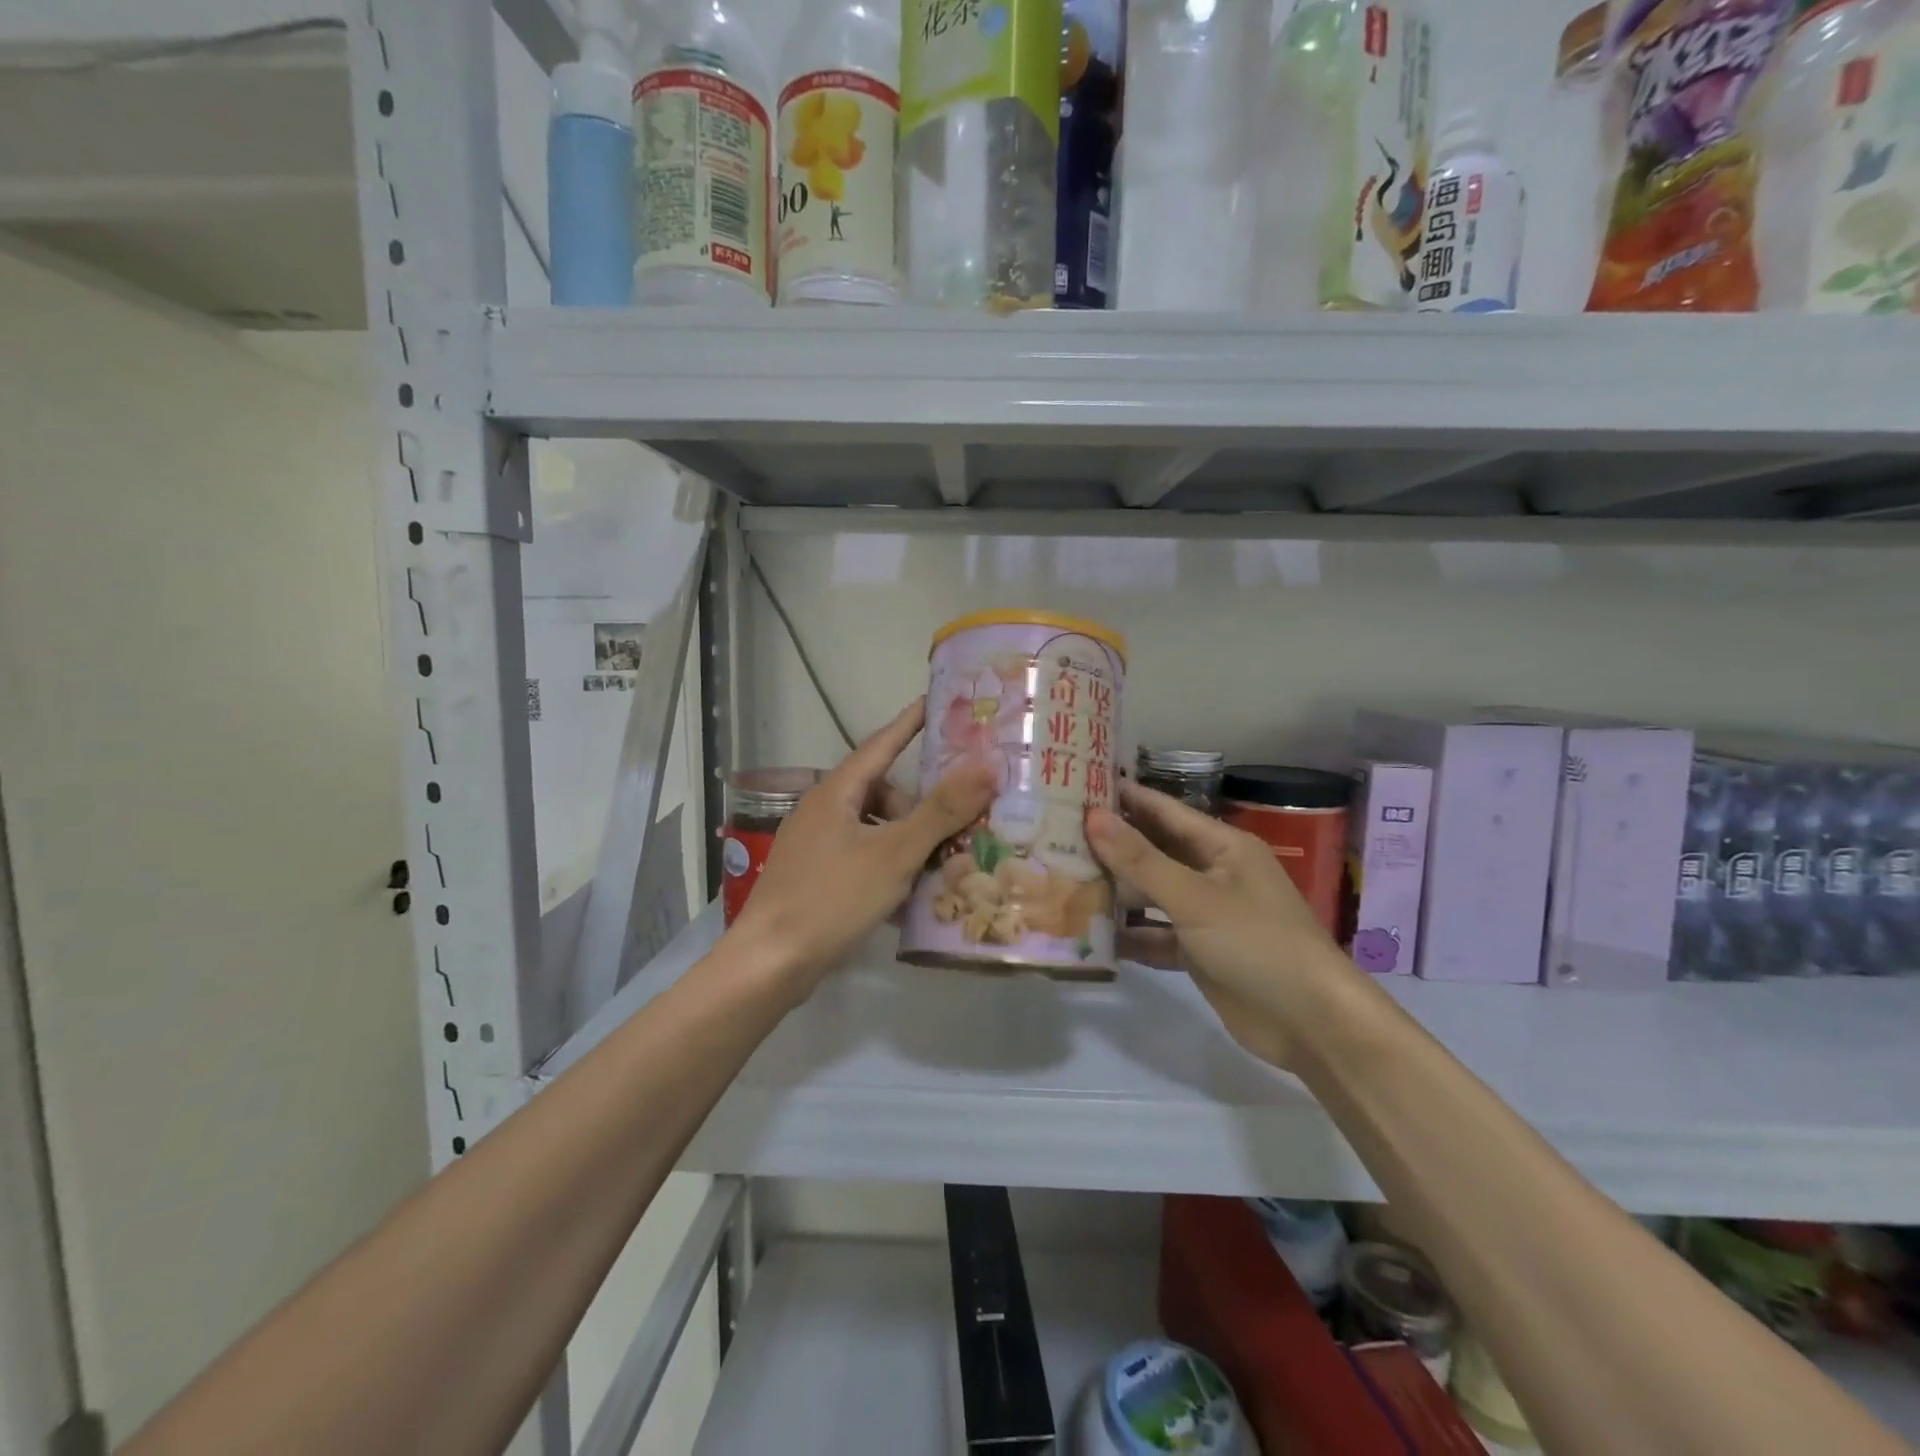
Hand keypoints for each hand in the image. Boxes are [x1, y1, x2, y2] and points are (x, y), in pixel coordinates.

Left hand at [724, 698, 995, 1003]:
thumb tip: (987, 766)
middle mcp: (822, 810)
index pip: (882, 743)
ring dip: (905, 842)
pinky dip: (885, 867)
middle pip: (880, 792)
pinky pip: (860, 858)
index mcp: (836, 792)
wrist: (770, 963)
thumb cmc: (832, 898)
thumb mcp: (895, 853)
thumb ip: (941, 811)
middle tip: (952, 828)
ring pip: (872, 829)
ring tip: (934, 868)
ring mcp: (814, 845)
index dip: (911, 723)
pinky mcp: (812, 877)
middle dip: (918, 807)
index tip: (937, 702)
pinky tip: (905, 897)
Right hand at [1087, 781, 1355, 1069]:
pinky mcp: (1201, 953)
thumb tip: (1093, 817)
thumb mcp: (1194, 897)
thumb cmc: (1257, 942)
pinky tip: (1092, 937)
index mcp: (1222, 847)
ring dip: (1117, 892)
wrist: (1311, 1024)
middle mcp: (1214, 874)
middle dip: (1111, 846)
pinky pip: (1157, 936)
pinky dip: (1132, 936)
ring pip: (1152, 895)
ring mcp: (1207, 915)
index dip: (1124, 798)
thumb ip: (1140, 859)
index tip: (1077, 787)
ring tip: (1064, 881)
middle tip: (1056, 836)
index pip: (1163, 810)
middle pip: (1154, 852)